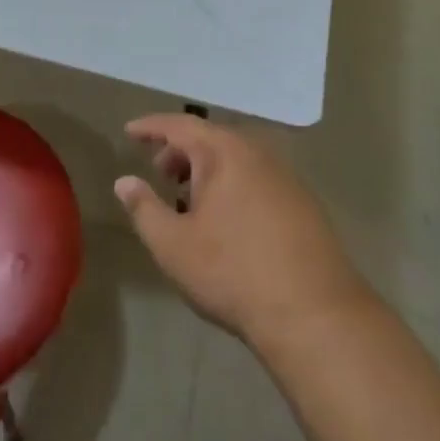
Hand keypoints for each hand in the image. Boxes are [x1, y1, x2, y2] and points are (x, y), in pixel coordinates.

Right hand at [115, 114, 371, 347]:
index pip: (179, 125)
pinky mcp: (303, 202)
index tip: (129, 131)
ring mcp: (285, 176)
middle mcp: (257, 152)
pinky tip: (226, 218)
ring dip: (207, 169)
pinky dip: (232, 183)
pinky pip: (256, 177)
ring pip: (235, 158)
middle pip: (210, 138)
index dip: (151, 127)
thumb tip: (124, 181)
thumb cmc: (234, 273)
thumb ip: (144, 209)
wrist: (315, 315)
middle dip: (180, 150)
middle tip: (159, 172)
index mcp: (224, 152)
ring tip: (188, 198)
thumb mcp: (174, 246)